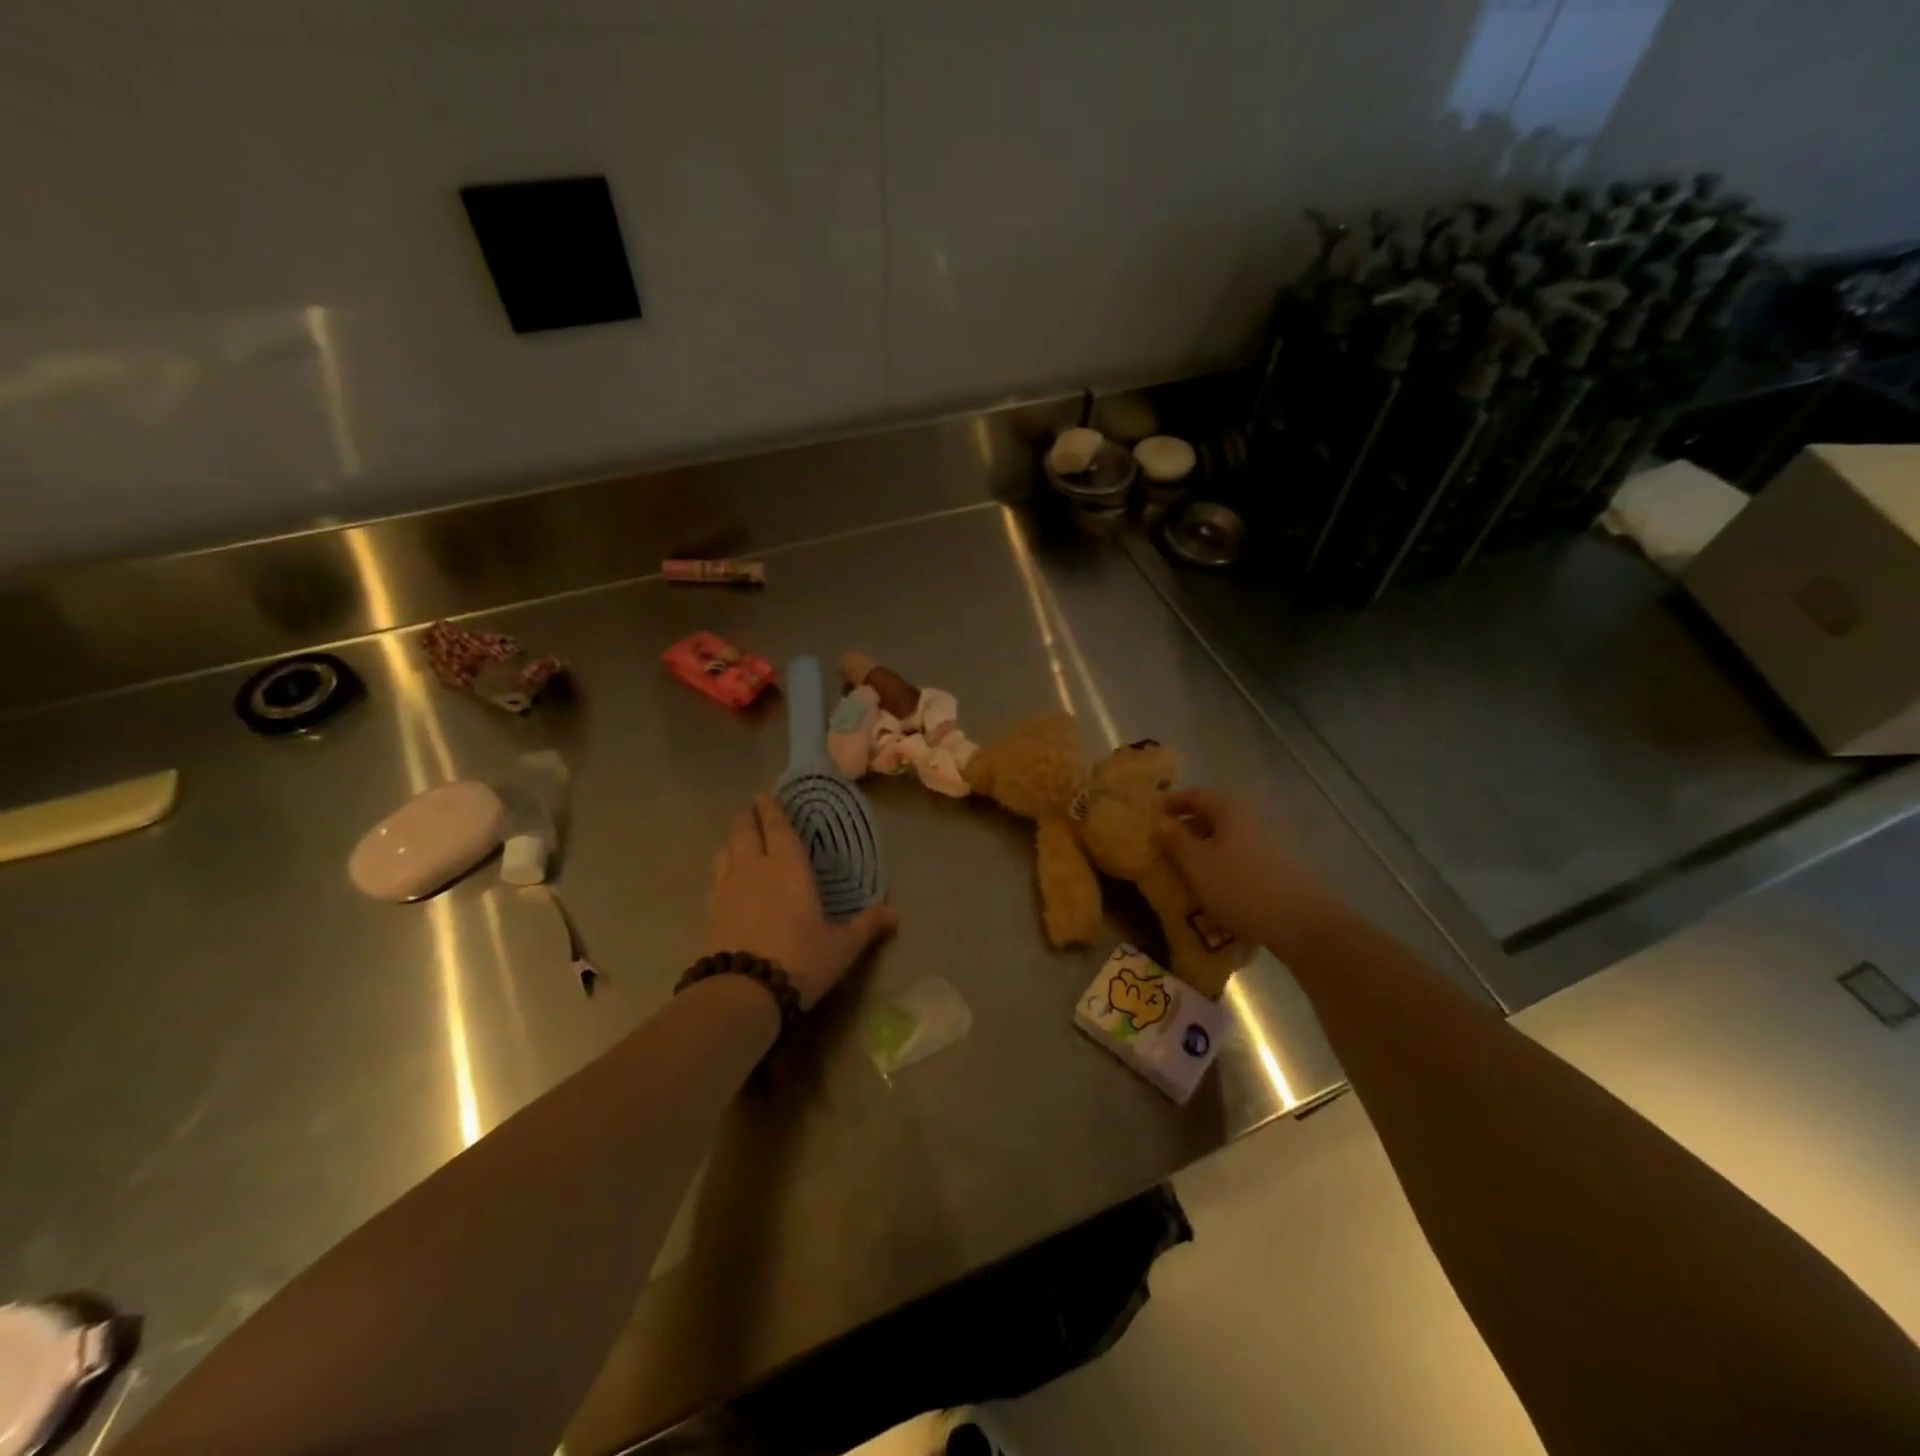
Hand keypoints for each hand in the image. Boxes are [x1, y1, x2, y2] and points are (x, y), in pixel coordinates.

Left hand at [702, 795, 897, 1008]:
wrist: (743, 993)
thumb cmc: (800, 960)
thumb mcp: (842, 946)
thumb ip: (867, 926)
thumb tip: (896, 914)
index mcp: (789, 867)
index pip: (777, 827)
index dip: (771, 809)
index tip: (765, 795)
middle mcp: (755, 868)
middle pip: (745, 831)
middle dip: (749, 817)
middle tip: (753, 811)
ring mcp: (727, 888)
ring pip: (725, 850)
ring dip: (732, 840)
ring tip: (739, 839)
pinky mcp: (709, 910)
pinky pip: (715, 876)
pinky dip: (721, 868)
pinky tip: (726, 878)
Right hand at [1155, 788, 1319, 949]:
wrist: (1301, 923)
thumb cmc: (1240, 887)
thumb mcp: (1196, 864)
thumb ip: (1174, 839)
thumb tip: (1159, 819)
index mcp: (1228, 807)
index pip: (1192, 794)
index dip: (1169, 805)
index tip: (1149, 820)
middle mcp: (1249, 815)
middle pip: (1210, 814)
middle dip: (1185, 828)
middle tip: (1162, 848)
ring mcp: (1267, 838)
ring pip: (1225, 835)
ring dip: (1202, 847)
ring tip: (1183, 870)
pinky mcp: (1276, 862)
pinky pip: (1239, 853)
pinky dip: (1221, 862)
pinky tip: (1213, 885)